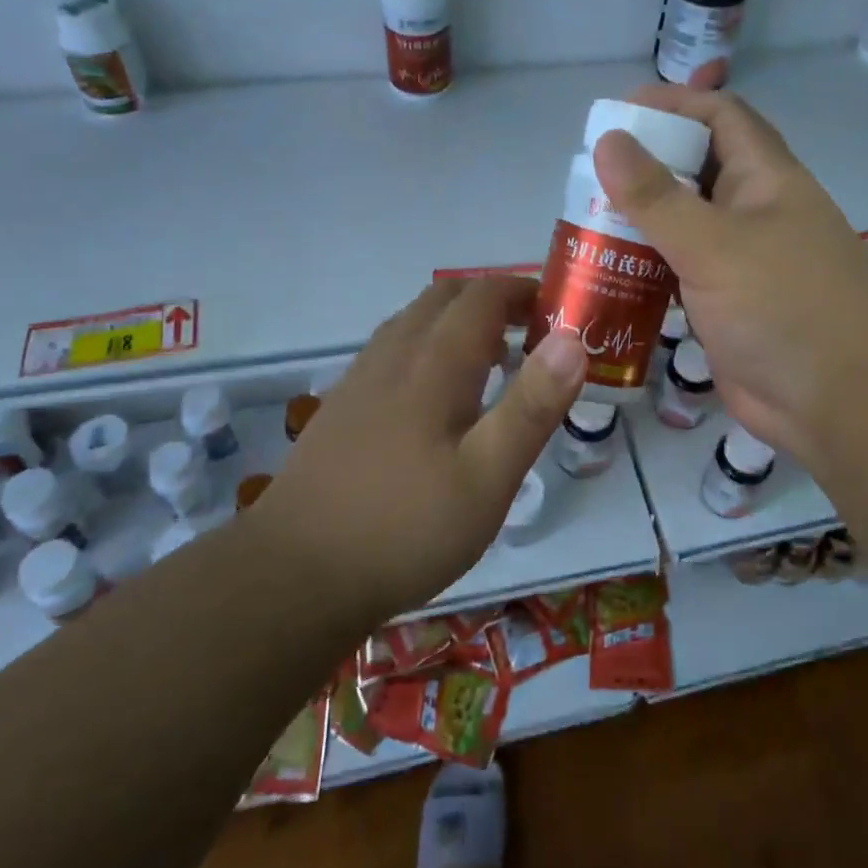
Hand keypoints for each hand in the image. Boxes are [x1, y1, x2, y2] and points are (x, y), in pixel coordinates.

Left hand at [266, 278, 586, 620]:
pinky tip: (436, 398)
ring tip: (492, 362)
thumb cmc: (406, 528)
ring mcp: (360, 380)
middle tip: (532, 335)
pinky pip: (392, 350)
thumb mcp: (488, 477)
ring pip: (414, 322)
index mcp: (433, 363)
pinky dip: (428, 347)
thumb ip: (532, 406)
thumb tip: (573, 341)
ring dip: (458, 322)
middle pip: (444, 298)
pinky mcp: (342, 408)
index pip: (483, 296)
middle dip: (493, 301)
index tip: (559, 312)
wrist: (295, 575)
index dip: (524, 292)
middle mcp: (393, 355)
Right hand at [594, 85, 867, 469]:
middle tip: (587, 174)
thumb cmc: (783, 307)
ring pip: (684, 224)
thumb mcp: (714, 244)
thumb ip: (656, 197)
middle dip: (646, 165)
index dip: (673, 104)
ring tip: (585, 220)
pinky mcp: (725, 304)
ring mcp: (740, 261)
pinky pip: (679, 271)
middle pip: (695, 170)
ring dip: (640, 220)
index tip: (616, 113)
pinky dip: (646, 266)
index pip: (720, 116)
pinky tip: (607, 271)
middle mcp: (754, 212)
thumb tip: (608, 139)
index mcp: (765, 179)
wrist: (838, 403)